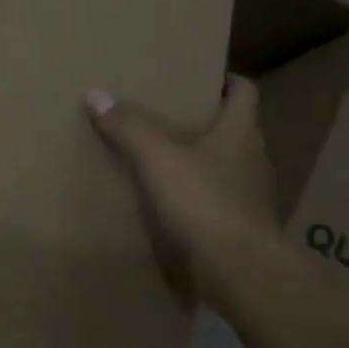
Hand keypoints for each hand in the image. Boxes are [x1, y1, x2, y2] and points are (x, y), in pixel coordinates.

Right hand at [84, 76, 283, 312]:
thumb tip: (96, 94)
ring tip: (162, 157)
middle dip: (204, 120)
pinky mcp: (240, 228)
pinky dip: (196, 196)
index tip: (200, 76)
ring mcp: (250, 197)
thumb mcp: (157, 158)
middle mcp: (253, 159)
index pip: (244, 91)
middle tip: (167, 113)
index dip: (226, 79)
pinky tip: (169, 202)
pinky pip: (216, 201)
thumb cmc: (204, 202)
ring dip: (200, 160)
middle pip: (233, 128)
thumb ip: (128, 126)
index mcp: (241, 131)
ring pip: (225, 166)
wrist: (239, 272)